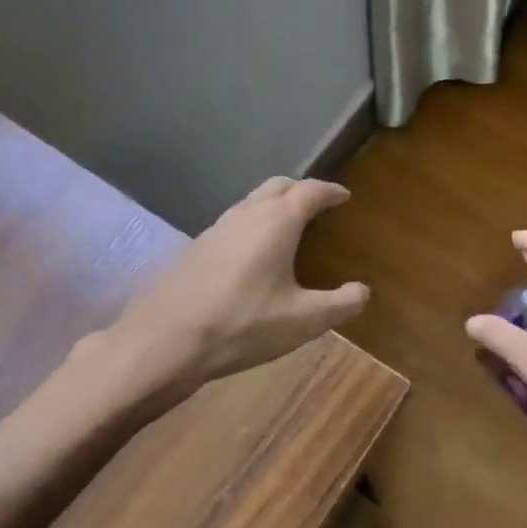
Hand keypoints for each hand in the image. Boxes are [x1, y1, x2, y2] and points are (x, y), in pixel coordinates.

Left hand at [91, 177, 368, 397]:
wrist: (164, 341)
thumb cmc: (243, 324)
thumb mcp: (304, 321)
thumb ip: (340, 304)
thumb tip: (362, 291)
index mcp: (276, 222)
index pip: (310, 192)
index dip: (330, 191)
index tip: (344, 196)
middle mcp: (246, 215)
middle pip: (277, 186)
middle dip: (300, 189)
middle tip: (317, 205)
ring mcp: (215, 229)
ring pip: (250, 202)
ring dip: (272, 205)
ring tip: (287, 227)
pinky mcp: (194, 248)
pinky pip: (232, 223)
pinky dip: (251, 224)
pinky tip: (252, 254)